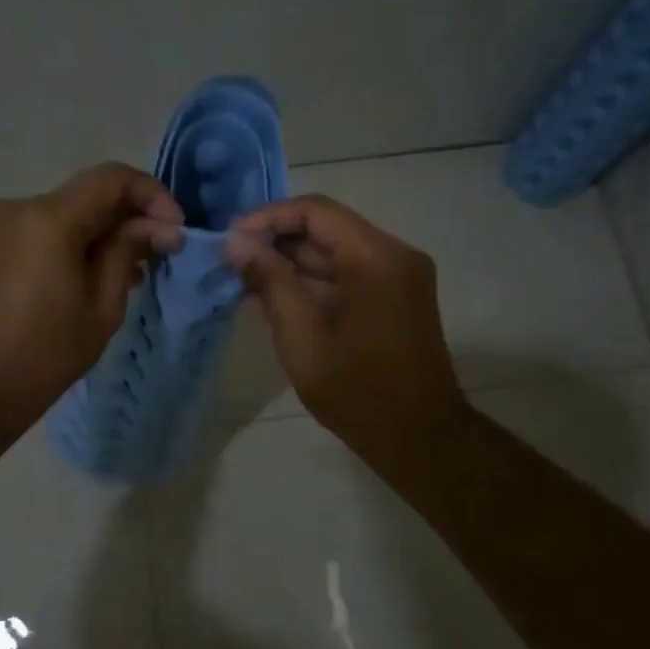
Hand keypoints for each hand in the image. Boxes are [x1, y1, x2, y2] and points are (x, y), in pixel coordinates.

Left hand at [0, 163, 183, 424]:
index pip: (112, 178)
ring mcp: (3, 224)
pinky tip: (102, 273)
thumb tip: (163, 227)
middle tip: (164, 250)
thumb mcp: (101, 306)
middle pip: (90, 193)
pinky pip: (49, 229)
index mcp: (49, 218)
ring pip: (71, 211)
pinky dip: (80, 241)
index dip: (152, 195)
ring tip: (138, 268)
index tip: (176, 229)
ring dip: (107, 230)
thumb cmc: (44, 353)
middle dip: (132, 215)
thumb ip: (129, 253)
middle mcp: (21, 207)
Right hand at [224, 195, 468, 457]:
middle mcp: (395, 254)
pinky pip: (349, 273)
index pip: (316, 211)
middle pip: (327, 228)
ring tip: (246, 278)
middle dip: (277, 240)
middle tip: (232, 260)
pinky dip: (314, 280)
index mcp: (377, 257)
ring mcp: (399, 275)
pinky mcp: (397, 296)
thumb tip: (236, 243)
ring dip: (293, 261)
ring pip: (336, 251)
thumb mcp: (301, 335)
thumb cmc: (356, 390)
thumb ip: (269, 281)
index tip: (231, 238)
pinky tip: (276, 295)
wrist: (418, 437)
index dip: (268, 218)